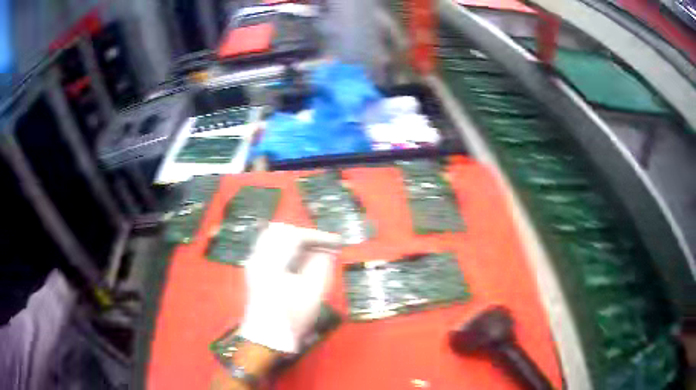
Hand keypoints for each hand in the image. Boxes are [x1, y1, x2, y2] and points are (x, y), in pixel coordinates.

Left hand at [238, 223, 340, 352]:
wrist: (267, 340)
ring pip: (278, 241)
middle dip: (308, 238)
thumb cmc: (291, 318)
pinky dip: (291, 252)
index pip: (295, 236)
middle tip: (327, 247)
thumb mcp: (312, 293)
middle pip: (284, 234)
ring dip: (299, 244)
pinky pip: (273, 251)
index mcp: (270, 261)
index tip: (337, 242)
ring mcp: (255, 264)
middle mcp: (259, 257)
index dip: (318, 237)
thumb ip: (320, 266)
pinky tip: (304, 262)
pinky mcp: (257, 272)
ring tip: (318, 253)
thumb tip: (326, 251)